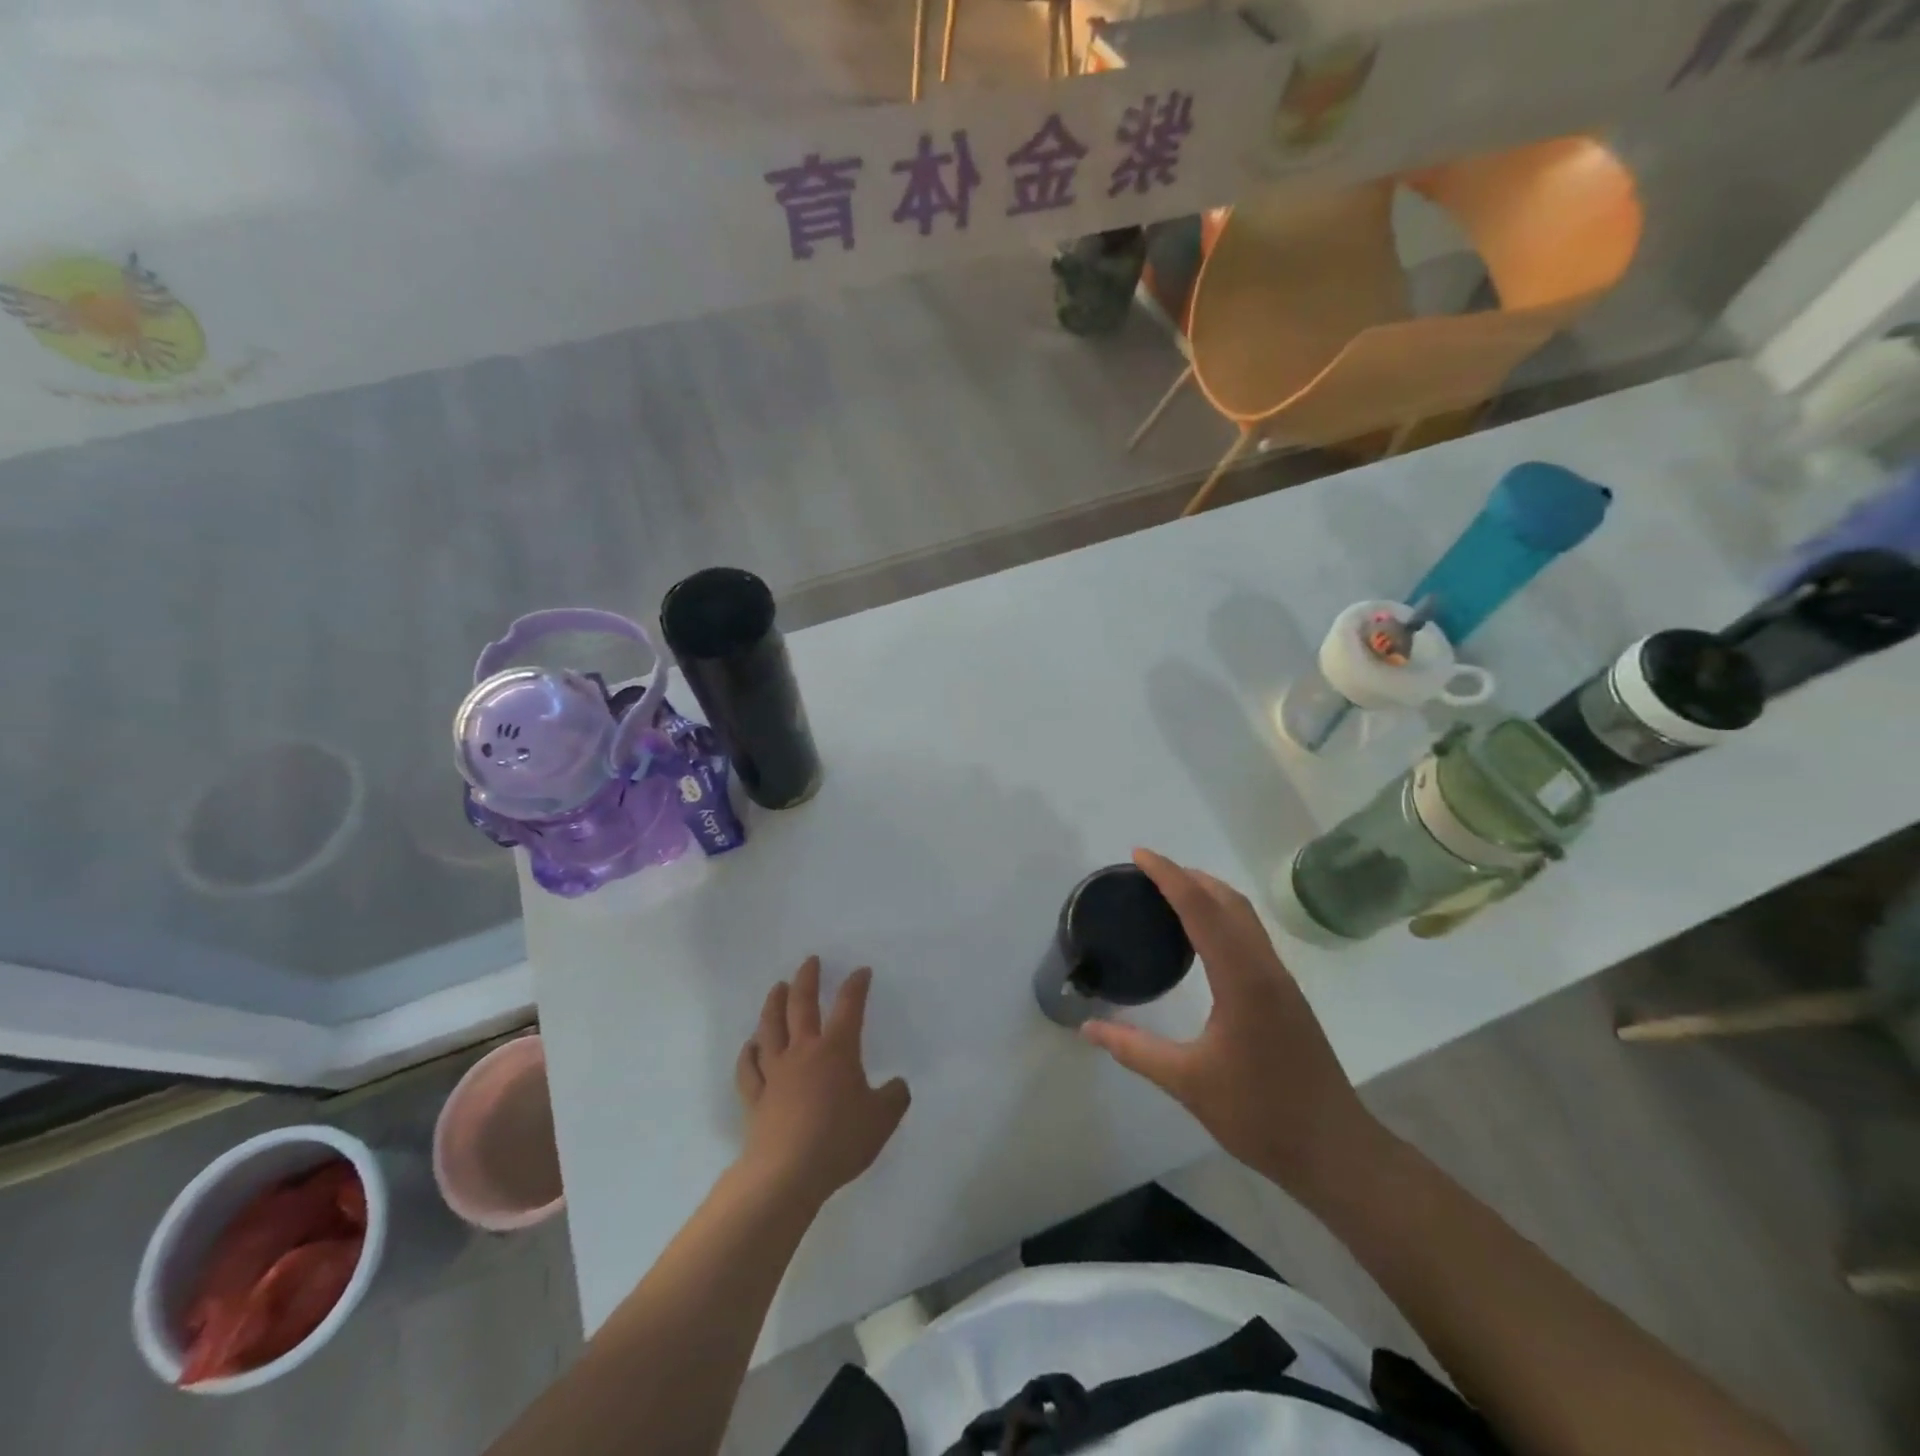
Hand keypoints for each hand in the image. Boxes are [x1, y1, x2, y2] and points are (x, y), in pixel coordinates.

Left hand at [735, 957, 910, 1206]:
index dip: (855, 986)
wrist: (787, 1173)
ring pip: (770, 1027)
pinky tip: (750, 1045)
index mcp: (836, 1050)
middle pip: (801, 1005)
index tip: (861, 971)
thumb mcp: (882, 1120)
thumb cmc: (839, 1140)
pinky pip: (749, 1068)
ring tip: (777, 987)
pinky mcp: (755, 1096)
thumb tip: (897, 1085)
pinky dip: (748, 1053)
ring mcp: (775, 1072)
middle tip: (810, 961)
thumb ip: (894, 1098)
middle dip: (807, 979)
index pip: (848, 1006)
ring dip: (774, 1004)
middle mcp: (803, 1051)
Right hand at [1080, 849, 1383, 1197]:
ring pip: (1244, 916)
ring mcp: (1280, 980)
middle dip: (1188, 876)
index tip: (1139, 855)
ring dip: (1208, 893)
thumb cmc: (1260, 1114)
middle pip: (1227, 900)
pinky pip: (1250, 935)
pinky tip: (1203, 937)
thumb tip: (1087, 1028)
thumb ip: (1134, 1050)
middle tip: (1147, 872)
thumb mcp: (1187, 1082)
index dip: (1168, 876)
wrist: (1335, 1150)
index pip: (1200, 909)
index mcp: (1241, 979)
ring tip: (1170, 893)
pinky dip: (1222, 916)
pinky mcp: (1286, 995)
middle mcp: (1264, 967)